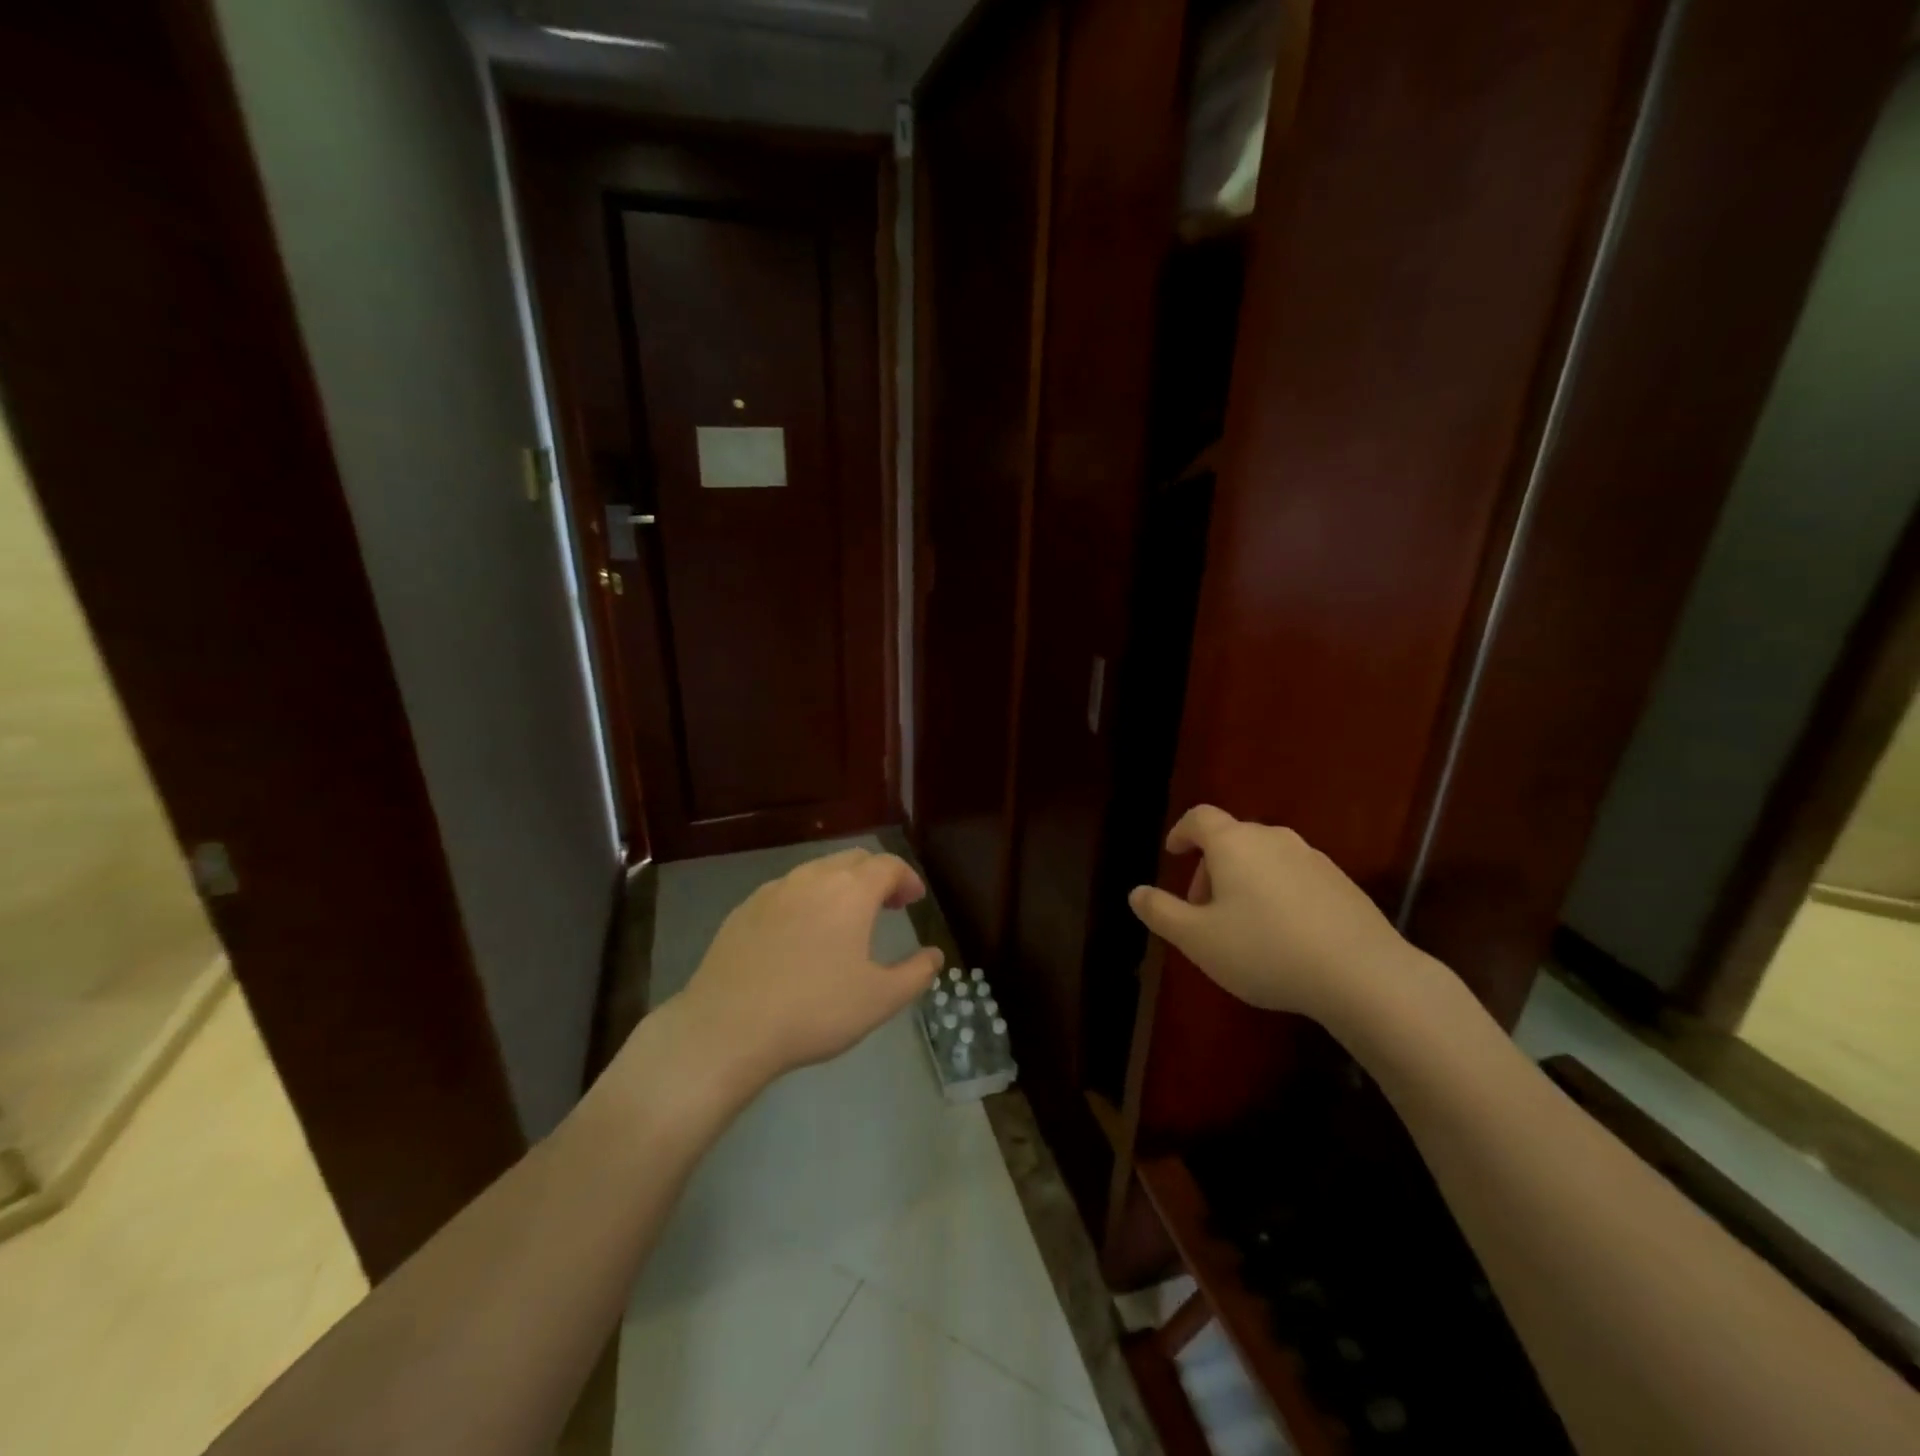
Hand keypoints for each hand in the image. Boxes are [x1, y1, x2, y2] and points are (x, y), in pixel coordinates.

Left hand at [673, 846, 943, 1090]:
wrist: (726, 1028)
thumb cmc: (814, 1010)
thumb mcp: (879, 1000)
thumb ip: (916, 974)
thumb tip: (934, 955)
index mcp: (850, 892)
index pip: (888, 865)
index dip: (906, 878)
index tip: (914, 899)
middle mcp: (812, 878)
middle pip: (853, 859)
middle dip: (876, 876)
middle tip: (888, 905)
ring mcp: (773, 890)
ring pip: (817, 871)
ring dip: (841, 884)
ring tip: (846, 918)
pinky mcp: (744, 909)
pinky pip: (787, 890)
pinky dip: (807, 899)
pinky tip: (802, 933)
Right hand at [1128, 806, 1418, 1024]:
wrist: (1362, 974)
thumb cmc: (1265, 950)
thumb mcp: (1198, 939)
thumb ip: (1161, 913)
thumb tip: (1136, 893)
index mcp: (1234, 843)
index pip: (1199, 818)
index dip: (1181, 832)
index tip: (1173, 853)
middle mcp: (1273, 839)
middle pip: (1231, 840)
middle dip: (1210, 868)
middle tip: (1202, 911)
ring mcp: (1312, 858)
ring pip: (1264, 859)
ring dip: (1244, 881)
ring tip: (1242, 925)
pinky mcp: (1342, 883)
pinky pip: (1294, 877)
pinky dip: (1277, 893)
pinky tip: (1283, 934)